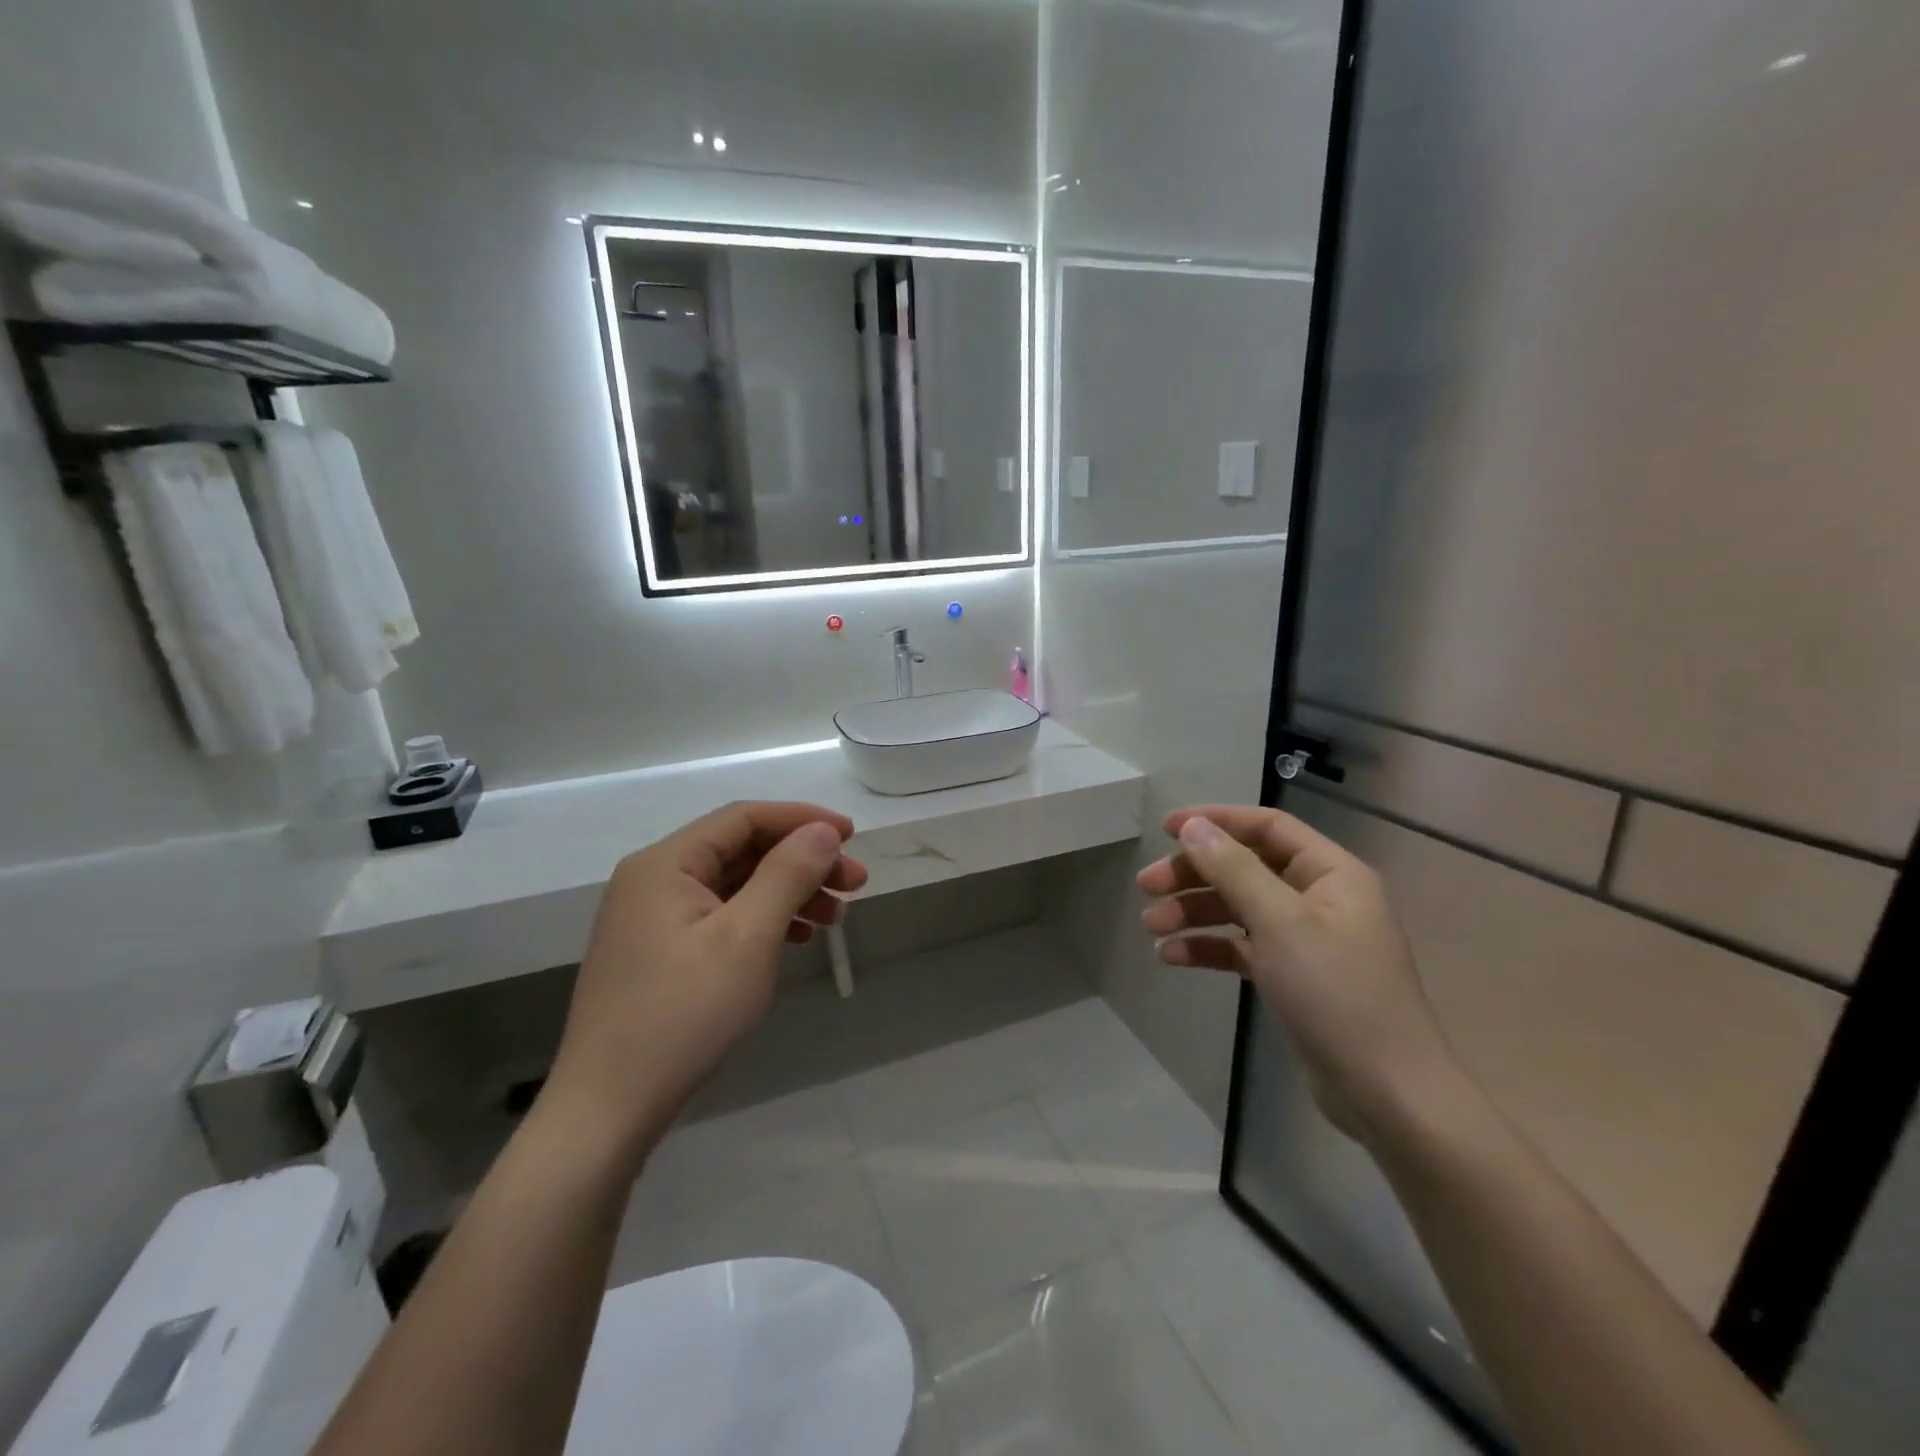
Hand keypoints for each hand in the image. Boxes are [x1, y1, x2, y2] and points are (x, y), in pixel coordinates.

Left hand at [545, 801, 867, 1158]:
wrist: (607, 1111)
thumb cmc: (683, 1015)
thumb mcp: (747, 937)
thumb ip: (788, 874)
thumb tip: (822, 831)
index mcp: (665, 863)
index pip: (744, 817)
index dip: (802, 820)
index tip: (851, 836)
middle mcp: (653, 880)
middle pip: (741, 850)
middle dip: (802, 861)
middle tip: (855, 884)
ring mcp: (651, 920)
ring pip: (734, 885)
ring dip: (788, 892)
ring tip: (834, 918)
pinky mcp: (658, 954)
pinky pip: (720, 917)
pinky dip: (763, 920)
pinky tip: (794, 940)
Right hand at [1138, 805, 1460, 1141]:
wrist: (1387, 1094)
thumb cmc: (1336, 994)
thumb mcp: (1280, 923)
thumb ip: (1233, 869)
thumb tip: (1193, 826)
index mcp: (1332, 873)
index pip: (1267, 826)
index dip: (1216, 820)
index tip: (1165, 829)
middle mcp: (1320, 897)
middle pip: (1245, 867)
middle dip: (1194, 874)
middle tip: (1146, 886)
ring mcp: (1307, 939)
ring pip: (1239, 908)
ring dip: (1194, 912)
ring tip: (1150, 927)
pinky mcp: (1293, 976)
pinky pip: (1243, 947)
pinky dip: (1209, 947)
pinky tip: (1172, 957)